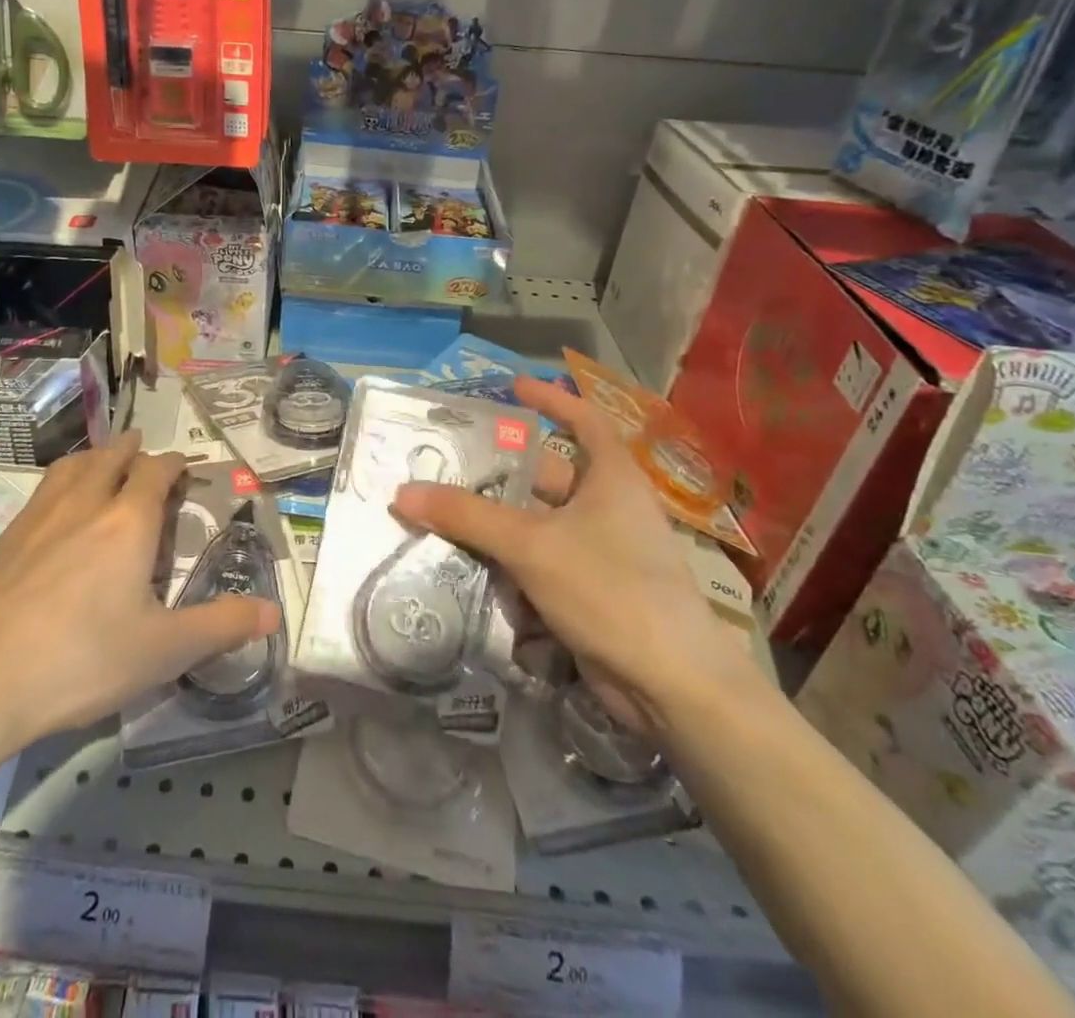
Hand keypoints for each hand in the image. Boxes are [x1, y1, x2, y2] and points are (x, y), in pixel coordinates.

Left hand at [0, 433, 279, 760]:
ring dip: (96, 456)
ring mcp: (39, 517)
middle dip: (134, 450)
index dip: (174, 463)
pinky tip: (58, 508)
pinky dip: (63, 480)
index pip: (156, 471)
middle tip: (147, 455)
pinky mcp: (5, 538)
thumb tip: (274, 612)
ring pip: (73, 466)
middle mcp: (85, 504)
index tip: (185, 468)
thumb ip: (221, 626)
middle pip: (112, 456)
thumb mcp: (163, 651)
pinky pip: (43, 489)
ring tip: (104, 462)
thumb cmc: (79, 661)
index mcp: (128, 522)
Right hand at [392, 376, 756, 729]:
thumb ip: (467, 516)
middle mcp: (608, 508)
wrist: (672, 687)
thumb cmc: (610, 589)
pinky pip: (538, 563)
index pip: (584, 421)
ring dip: (494, 522)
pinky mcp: (588, 592)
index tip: (513, 387)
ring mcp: (599, 552)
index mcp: (611, 479)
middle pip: (546, 476)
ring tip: (441, 512)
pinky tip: (466, 564)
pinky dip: (507, 562)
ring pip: (536, 524)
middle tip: (447, 463)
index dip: (551, 400)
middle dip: (499, 472)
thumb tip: (403, 492)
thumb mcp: (531, 545)